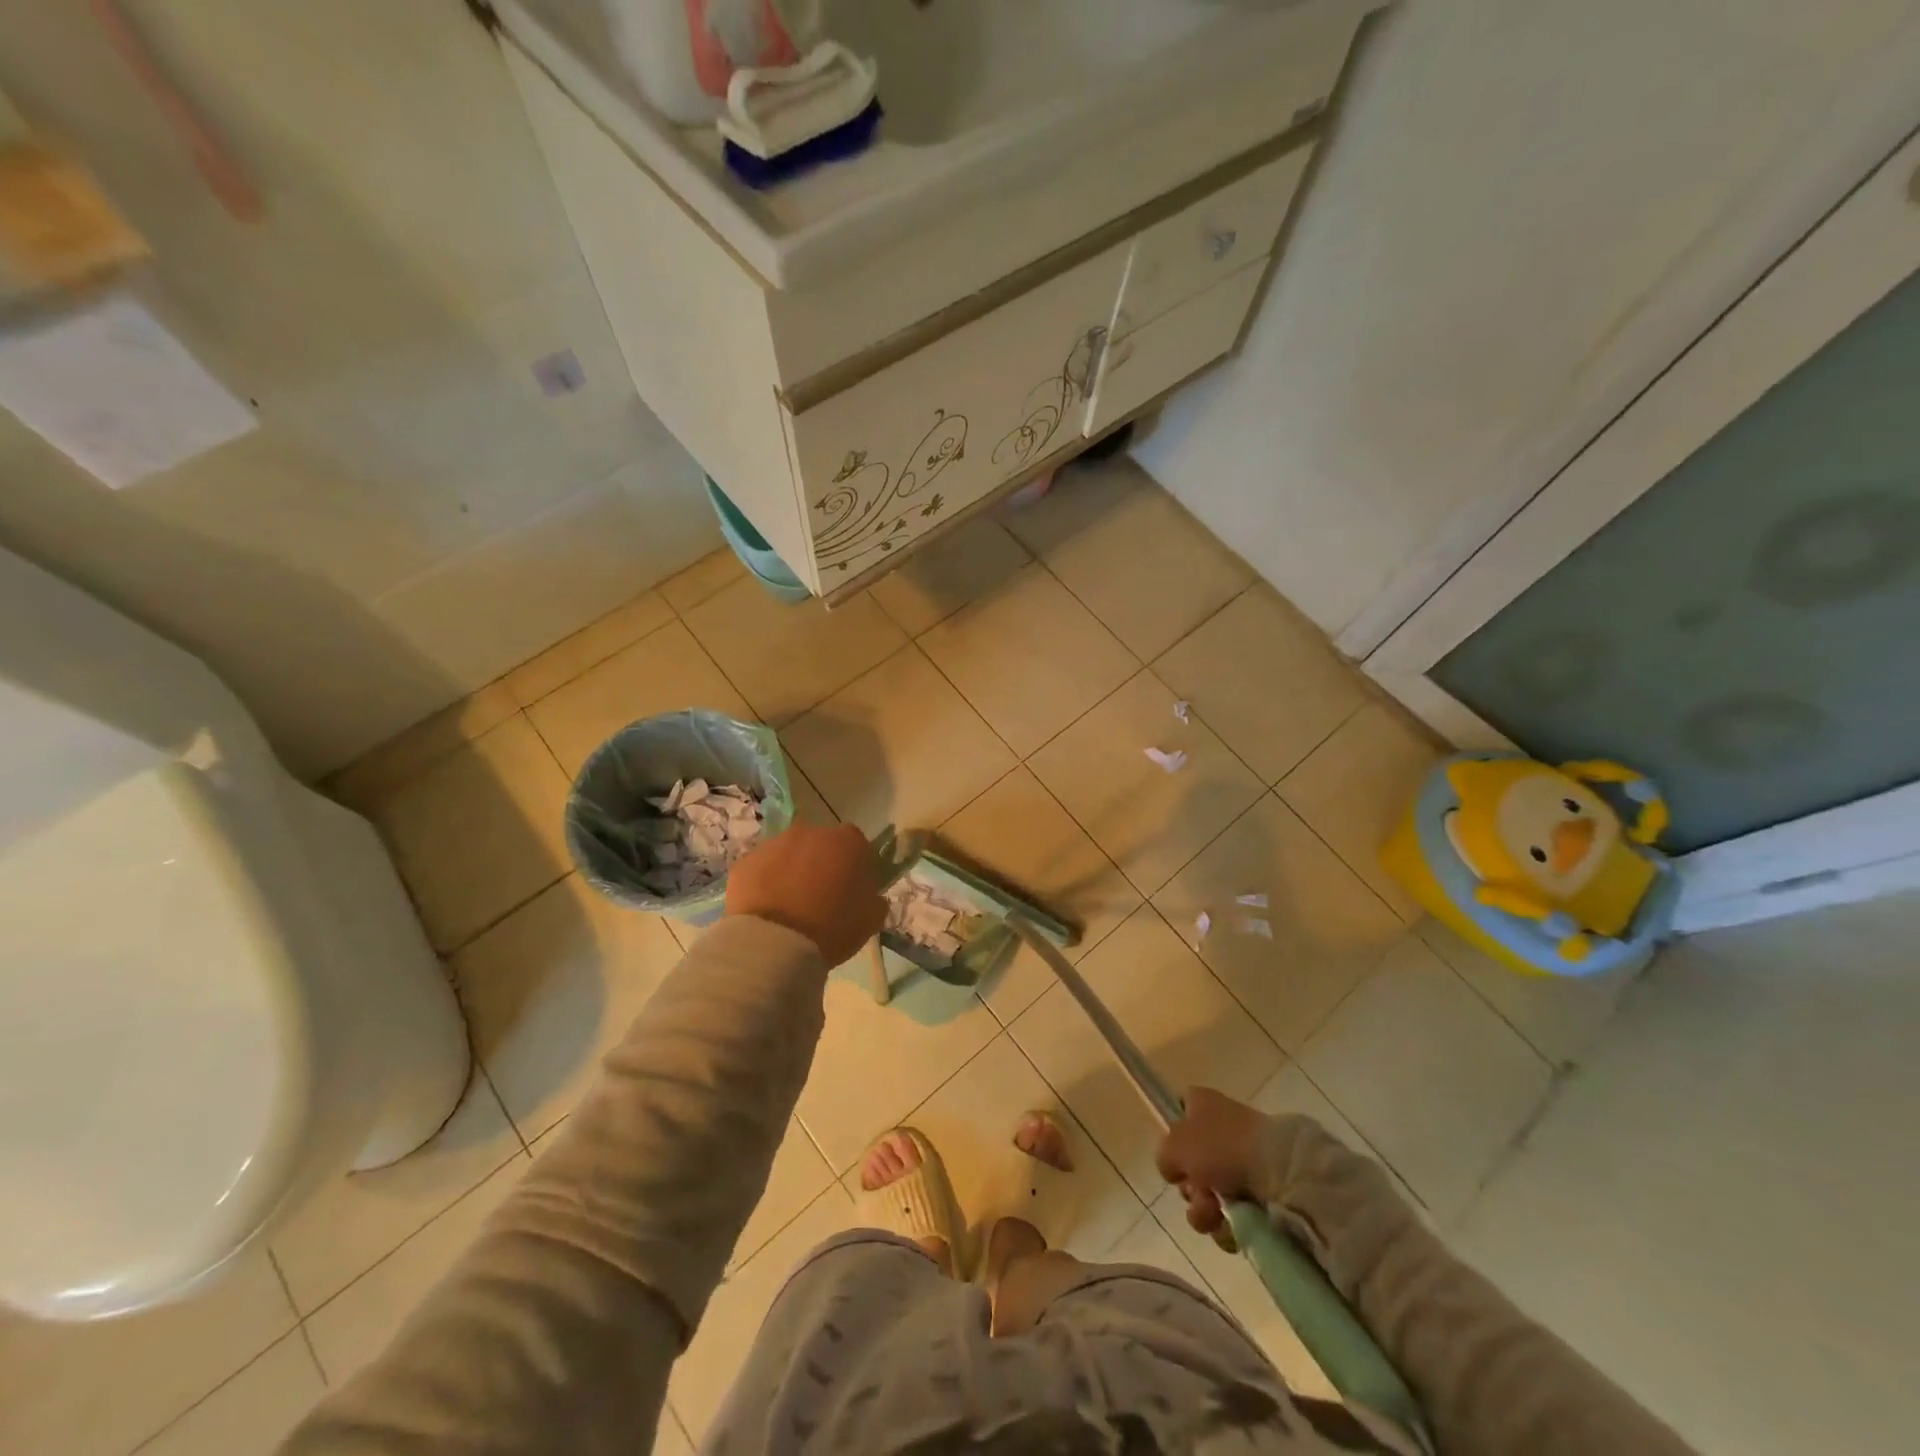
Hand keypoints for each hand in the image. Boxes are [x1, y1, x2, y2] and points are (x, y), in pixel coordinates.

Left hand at [725, 822, 884, 966]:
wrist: (774, 944)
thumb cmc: (832, 928)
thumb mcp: (870, 919)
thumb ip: (874, 898)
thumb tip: (869, 895)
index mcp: (847, 842)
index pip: (856, 845)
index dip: (854, 866)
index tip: (851, 889)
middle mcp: (811, 832)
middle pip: (820, 844)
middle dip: (821, 864)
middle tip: (819, 898)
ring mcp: (774, 844)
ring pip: (788, 854)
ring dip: (791, 871)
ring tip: (789, 906)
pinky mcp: (745, 862)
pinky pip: (761, 869)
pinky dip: (765, 883)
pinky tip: (767, 910)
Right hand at [1156, 1086, 1264, 1244]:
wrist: (1280, 1173)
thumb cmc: (1221, 1147)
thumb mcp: (1175, 1146)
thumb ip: (1164, 1157)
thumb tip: (1174, 1170)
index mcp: (1201, 1105)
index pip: (1179, 1112)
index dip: (1173, 1137)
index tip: (1175, 1159)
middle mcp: (1220, 1129)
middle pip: (1191, 1164)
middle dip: (1190, 1189)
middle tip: (1198, 1192)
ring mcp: (1241, 1162)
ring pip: (1209, 1196)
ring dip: (1205, 1212)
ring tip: (1216, 1214)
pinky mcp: (1260, 1193)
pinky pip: (1232, 1217)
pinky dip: (1227, 1227)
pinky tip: (1231, 1228)